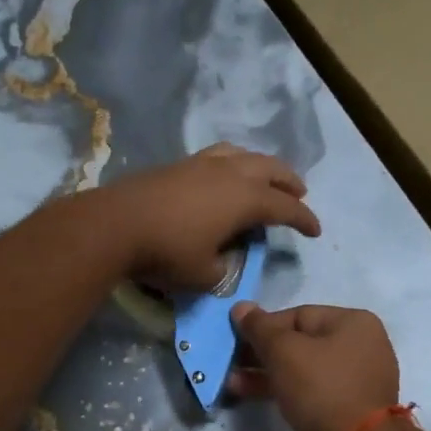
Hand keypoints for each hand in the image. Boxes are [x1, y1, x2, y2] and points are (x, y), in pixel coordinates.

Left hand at [100, 143, 321, 291]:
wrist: (115, 224)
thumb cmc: (166, 252)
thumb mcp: (204, 275)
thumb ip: (223, 269)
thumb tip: (222, 260)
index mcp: (245, 199)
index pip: (286, 207)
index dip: (304, 219)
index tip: (316, 231)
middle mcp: (230, 173)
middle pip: (271, 169)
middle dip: (289, 182)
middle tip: (300, 194)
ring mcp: (202, 163)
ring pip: (244, 154)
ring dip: (263, 165)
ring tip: (266, 176)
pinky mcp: (179, 164)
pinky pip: (220, 155)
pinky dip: (235, 162)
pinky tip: (227, 173)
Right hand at [228, 304, 398, 430]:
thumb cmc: (321, 387)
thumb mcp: (283, 351)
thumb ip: (259, 327)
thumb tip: (240, 306)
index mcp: (354, 322)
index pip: (299, 315)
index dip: (264, 326)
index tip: (237, 339)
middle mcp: (360, 346)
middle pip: (300, 342)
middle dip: (262, 352)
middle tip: (231, 361)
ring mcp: (354, 379)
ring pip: (301, 368)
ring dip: (266, 373)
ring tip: (232, 382)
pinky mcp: (345, 408)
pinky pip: (308, 390)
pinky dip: (282, 390)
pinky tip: (250, 394)